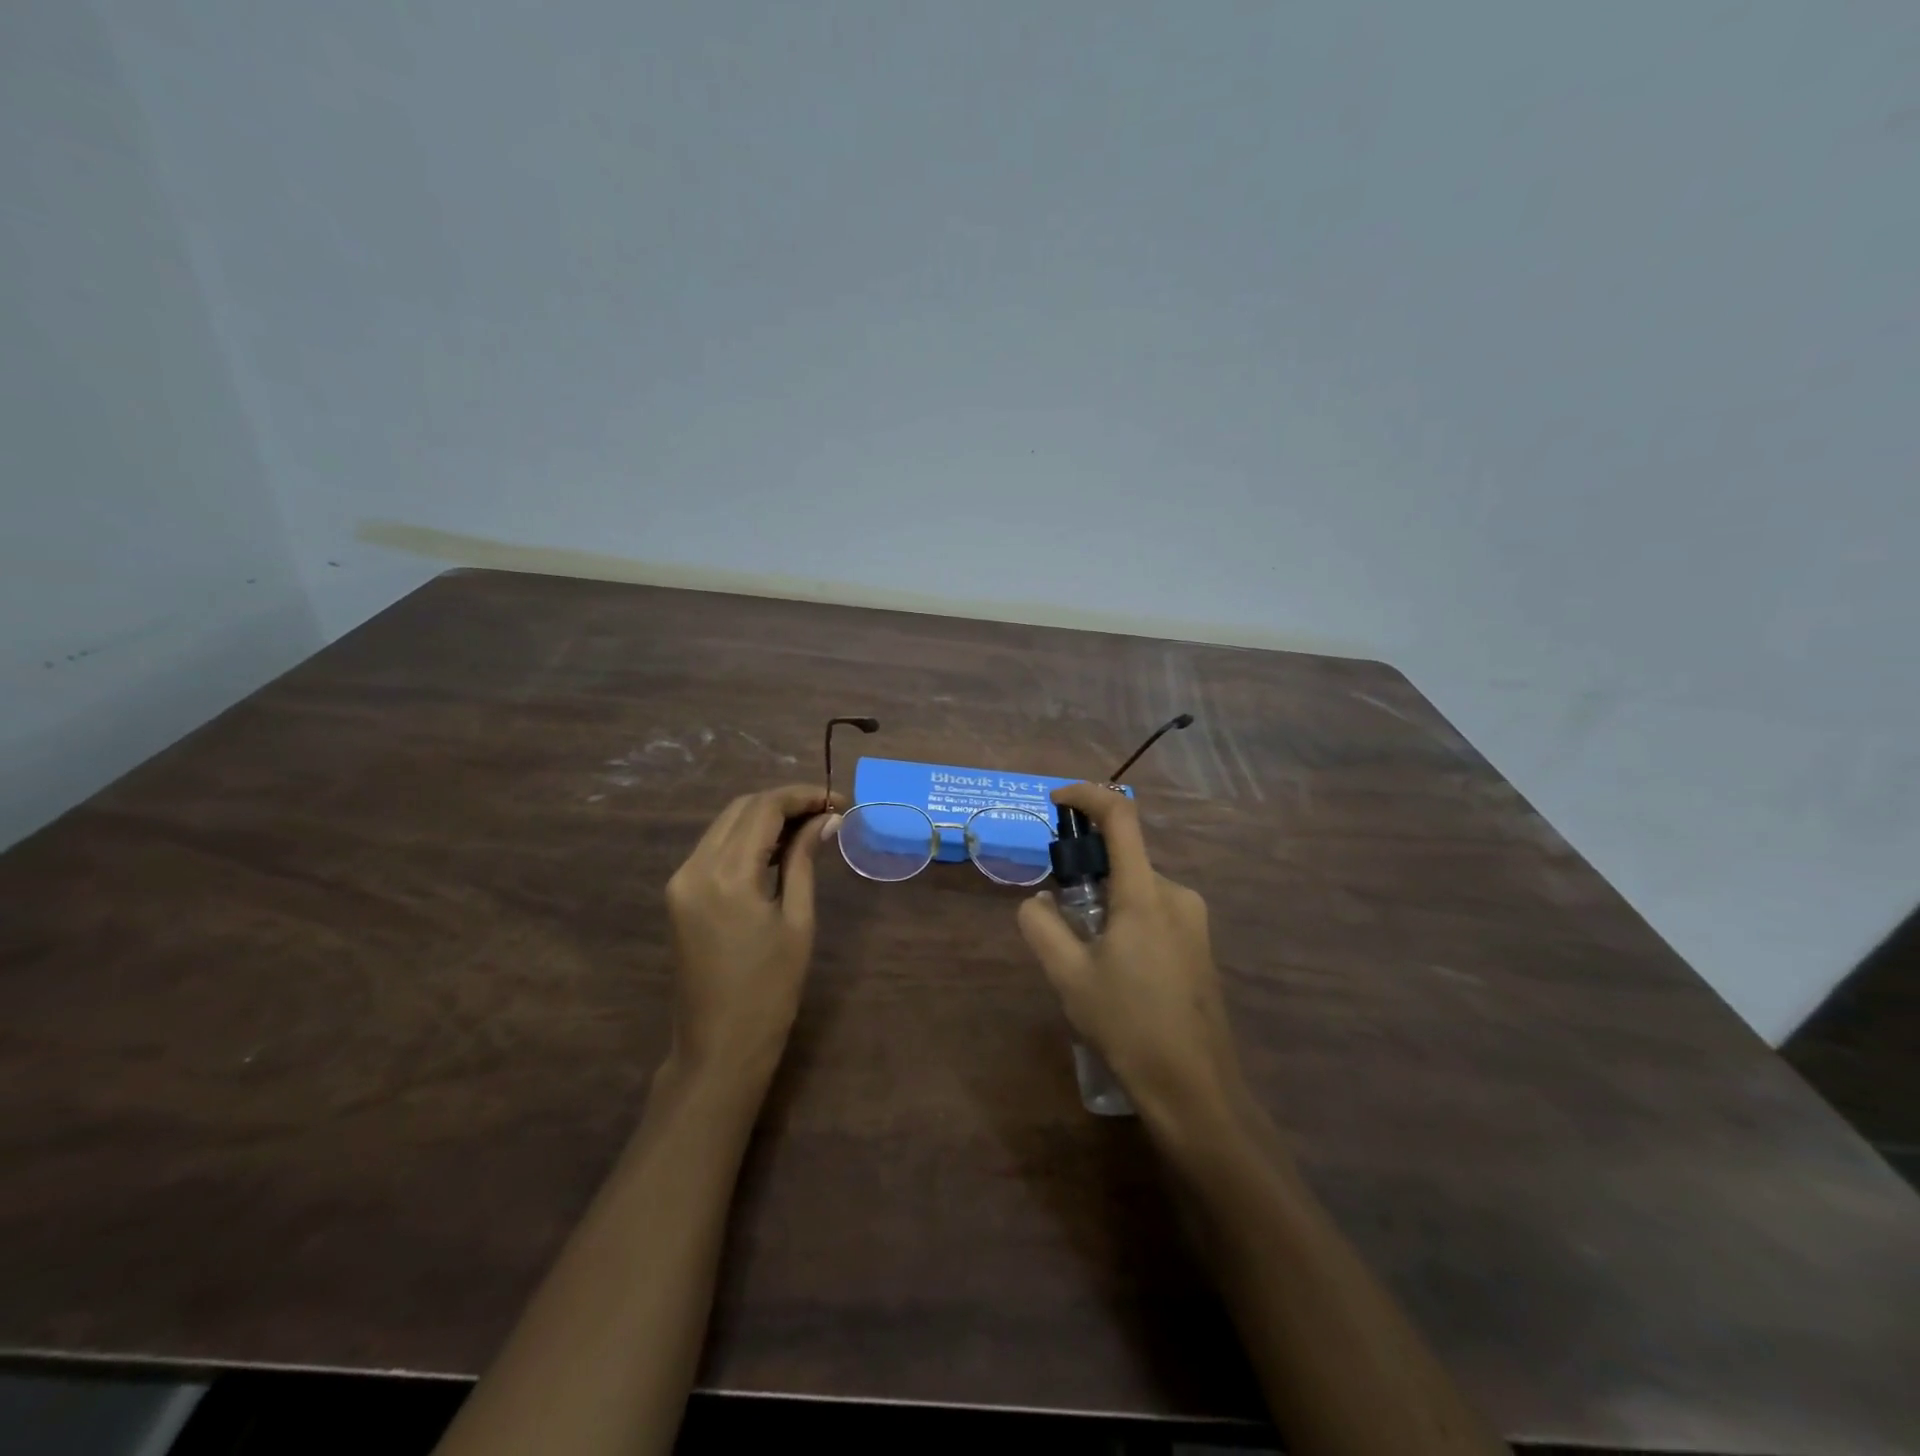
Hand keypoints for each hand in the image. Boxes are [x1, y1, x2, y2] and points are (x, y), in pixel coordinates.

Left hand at [663, 783, 843, 1087]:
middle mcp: (694, 867)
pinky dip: (746, 838)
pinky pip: (714, 848)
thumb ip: (804, 860)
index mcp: (726, 875)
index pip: (764, 809)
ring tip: (808, 826)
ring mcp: (681, 880)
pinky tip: (777, 849)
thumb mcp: (797, 921)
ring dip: (765, 817)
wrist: (719, 1048)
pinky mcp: (679, 894)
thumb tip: (826, 818)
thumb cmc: (770, 990)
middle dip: (784, 801)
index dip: (803, 796)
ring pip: (725, 825)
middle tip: (826, 811)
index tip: (838, 800)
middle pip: (741, 809)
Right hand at [1017, 783, 1245, 1125]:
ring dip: (1105, 903)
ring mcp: (1194, 920)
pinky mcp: (1200, 945)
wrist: (1195, 1087)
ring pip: (1136, 889)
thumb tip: (1039, 901)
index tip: (1056, 802)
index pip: (1120, 817)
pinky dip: (1125, 920)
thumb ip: (1041, 926)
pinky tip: (1116, 972)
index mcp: (1145, 893)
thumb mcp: (1068, 976)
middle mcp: (1176, 894)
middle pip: (1123, 859)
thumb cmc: (1128, 1025)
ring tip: (1087, 959)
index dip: (1086, 796)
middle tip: (1061, 920)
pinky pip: (1153, 912)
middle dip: (1086, 874)